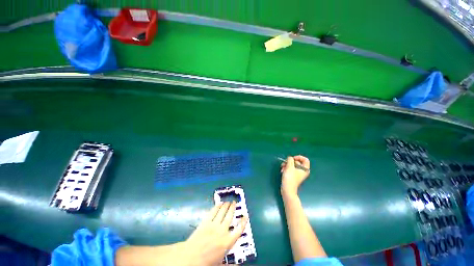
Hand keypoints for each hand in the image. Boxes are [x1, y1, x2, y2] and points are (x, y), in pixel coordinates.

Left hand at [184, 202, 247, 265]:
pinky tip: (219, 204)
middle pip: (230, 216)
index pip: (239, 230)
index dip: (243, 222)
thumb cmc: (206, 263)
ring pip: (222, 212)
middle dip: (232, 208)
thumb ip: (231, 265)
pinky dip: (217, 207)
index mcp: (228, 242)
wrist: (190, 258)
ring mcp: (214, 225)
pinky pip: (213, 212)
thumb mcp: (220, 264)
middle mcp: (222, 231)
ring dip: (226, 205)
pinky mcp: (206, 222)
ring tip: (228, 201)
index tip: (245, 215)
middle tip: (234, 202)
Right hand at [280, 155, 309, 196]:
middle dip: (290, 161)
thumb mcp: (290, 167)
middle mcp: (302, 171)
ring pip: (292, 165)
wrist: (287, 189)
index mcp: (305, 169)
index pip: (305, 159)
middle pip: (297, 162)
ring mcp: (298, 174)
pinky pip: (290, 169)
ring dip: (286, 165)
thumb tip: (290, 158)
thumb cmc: (290, 178)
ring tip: (282, 167)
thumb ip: (290, 160)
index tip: (293, 159)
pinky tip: (283, 171)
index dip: (299, 157)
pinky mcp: (293, 176)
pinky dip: (286, 168)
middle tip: (285, 163)